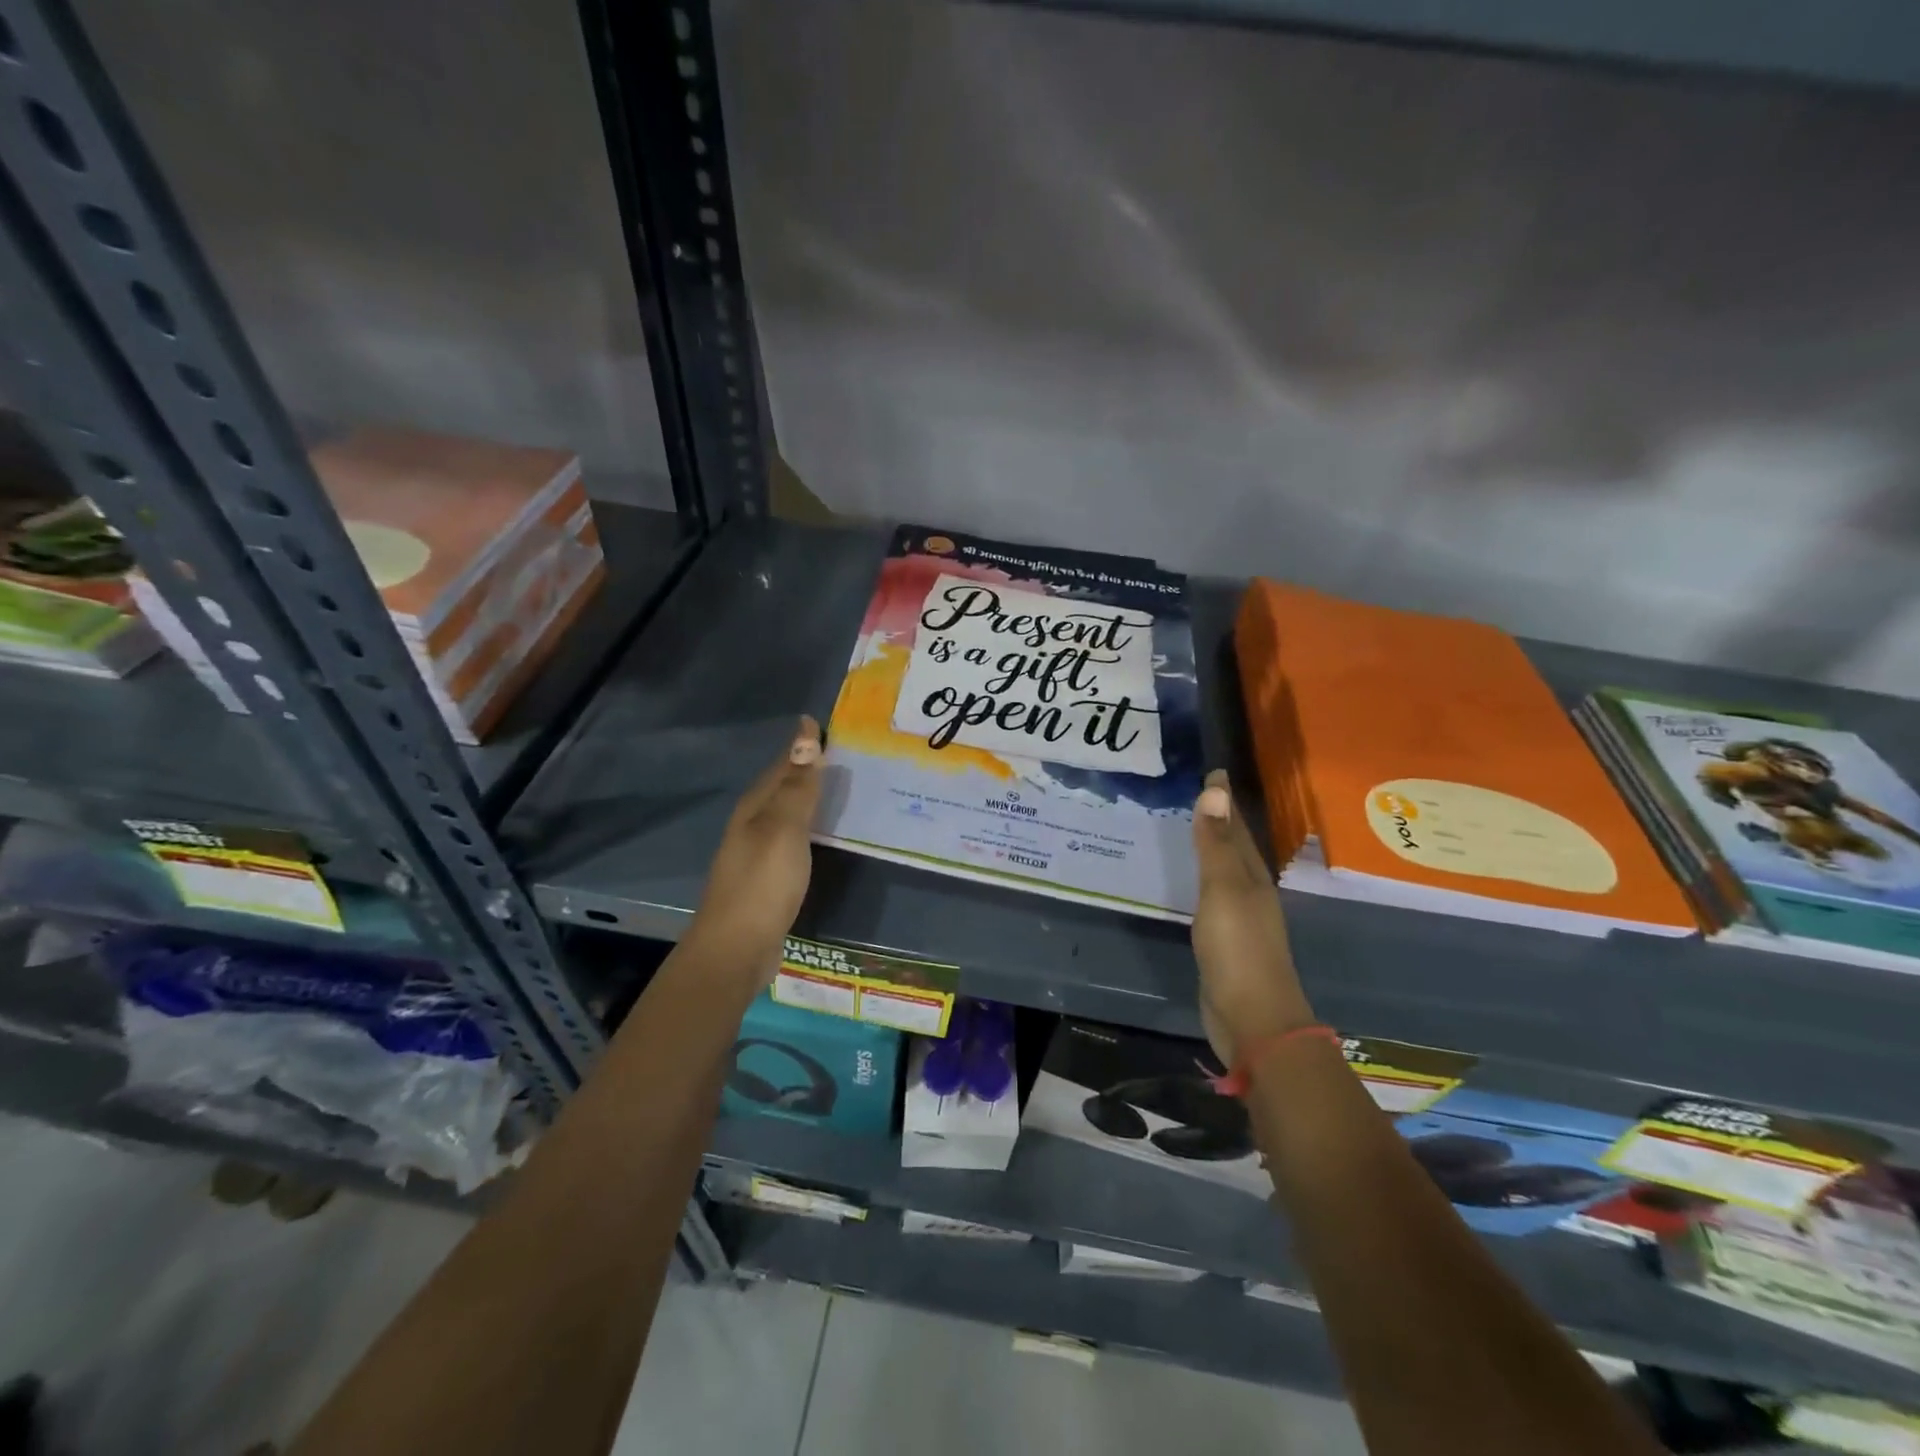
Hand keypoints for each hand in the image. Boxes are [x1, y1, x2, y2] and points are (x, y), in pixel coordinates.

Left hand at [691, 716, 822, 981]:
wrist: (737, 948)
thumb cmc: (763, 883)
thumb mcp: (784, 828)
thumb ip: (797, 785)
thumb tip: (805, 731)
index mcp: (755, 807)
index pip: (783, 764)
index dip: (805, 745)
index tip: (830, 726)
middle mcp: (752, 824)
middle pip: (783, 786)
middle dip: (809, 768)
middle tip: (847, 754)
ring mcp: (758, 853)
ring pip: (787, 813)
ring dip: (810, 799)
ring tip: (843, 788)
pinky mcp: (768, 878)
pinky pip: (793, 839)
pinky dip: (810, 828)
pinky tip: (826, 835)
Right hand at [1191, 768, 1316, 1064]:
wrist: (1253, 1020)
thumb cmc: (1238, 949)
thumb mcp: (1224, 891)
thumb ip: (1216, 844)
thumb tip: (1216, 788)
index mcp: (1252, 877)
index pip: (1237, 828)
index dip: (1224, 800)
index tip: (1213, 771)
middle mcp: (1250, 893)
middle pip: (1235, 848)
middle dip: (1220, 821)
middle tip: (1197, 793)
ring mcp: (1240, 920)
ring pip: (1224, 873)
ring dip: (1211, 850)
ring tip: (1190, 829)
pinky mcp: (1225, 943)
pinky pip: (1211, 898)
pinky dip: (1202, 881)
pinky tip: (1190, 883)